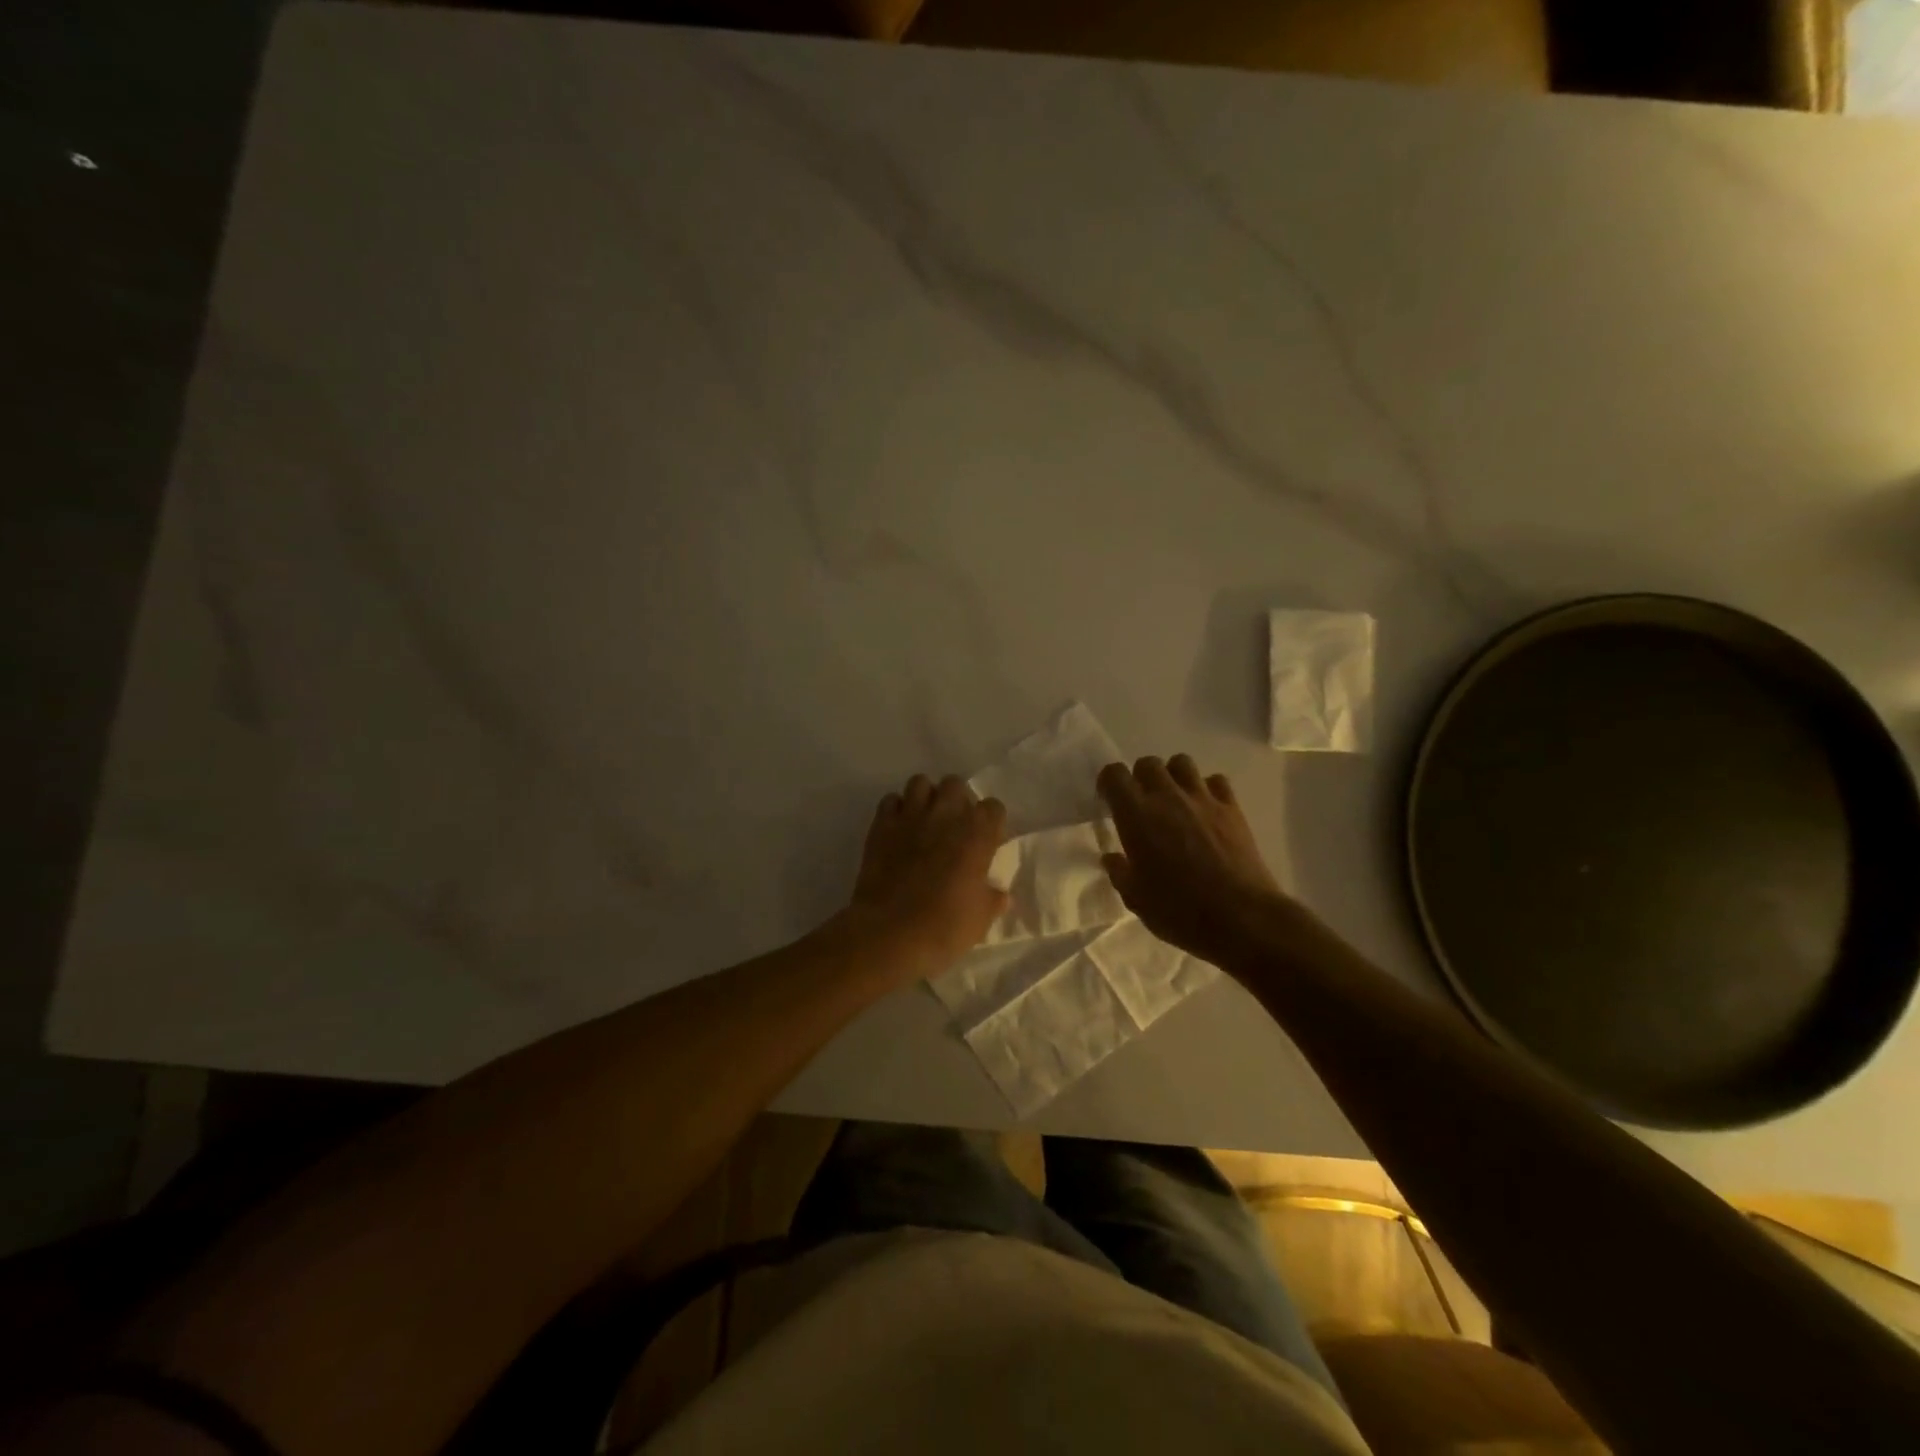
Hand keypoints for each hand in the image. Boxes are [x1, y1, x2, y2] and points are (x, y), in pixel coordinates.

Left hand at [846, 775, 1008, 979]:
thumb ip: (992, 899)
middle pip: (955, 785)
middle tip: (953, 827)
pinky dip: (896, 810)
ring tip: (924, 821)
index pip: (993, 807)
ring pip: (920, 783)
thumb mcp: (981, 919)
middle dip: (956, 800)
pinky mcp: (882, 824)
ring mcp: (911, 815)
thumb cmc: (944, 927)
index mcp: (978, 834)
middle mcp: (946, 814)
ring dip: (925, 798)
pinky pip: (891, 801)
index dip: (990, 822)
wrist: (890, 932)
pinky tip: (898, 830)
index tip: (985, 841)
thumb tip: (1000, 895)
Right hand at [1097, 755, 1293, 967]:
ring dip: (1173, 776)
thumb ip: (1120, 872)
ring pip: (1182, 763)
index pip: (1114, 774)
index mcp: (1136, 815)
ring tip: (1174, 800)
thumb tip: (1113, 857)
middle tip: (1142, 803)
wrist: (1241, 918)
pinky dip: (1207, 788)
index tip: (1110, 801)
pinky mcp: (1232, 808)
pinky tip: (1206, 809)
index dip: (1109, 783)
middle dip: (1140, 778)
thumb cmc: (1179, 911)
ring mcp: (1202, 799)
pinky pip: (1216, 781)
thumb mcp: (1136, 899)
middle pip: (1148, 763)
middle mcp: (1167, 796)